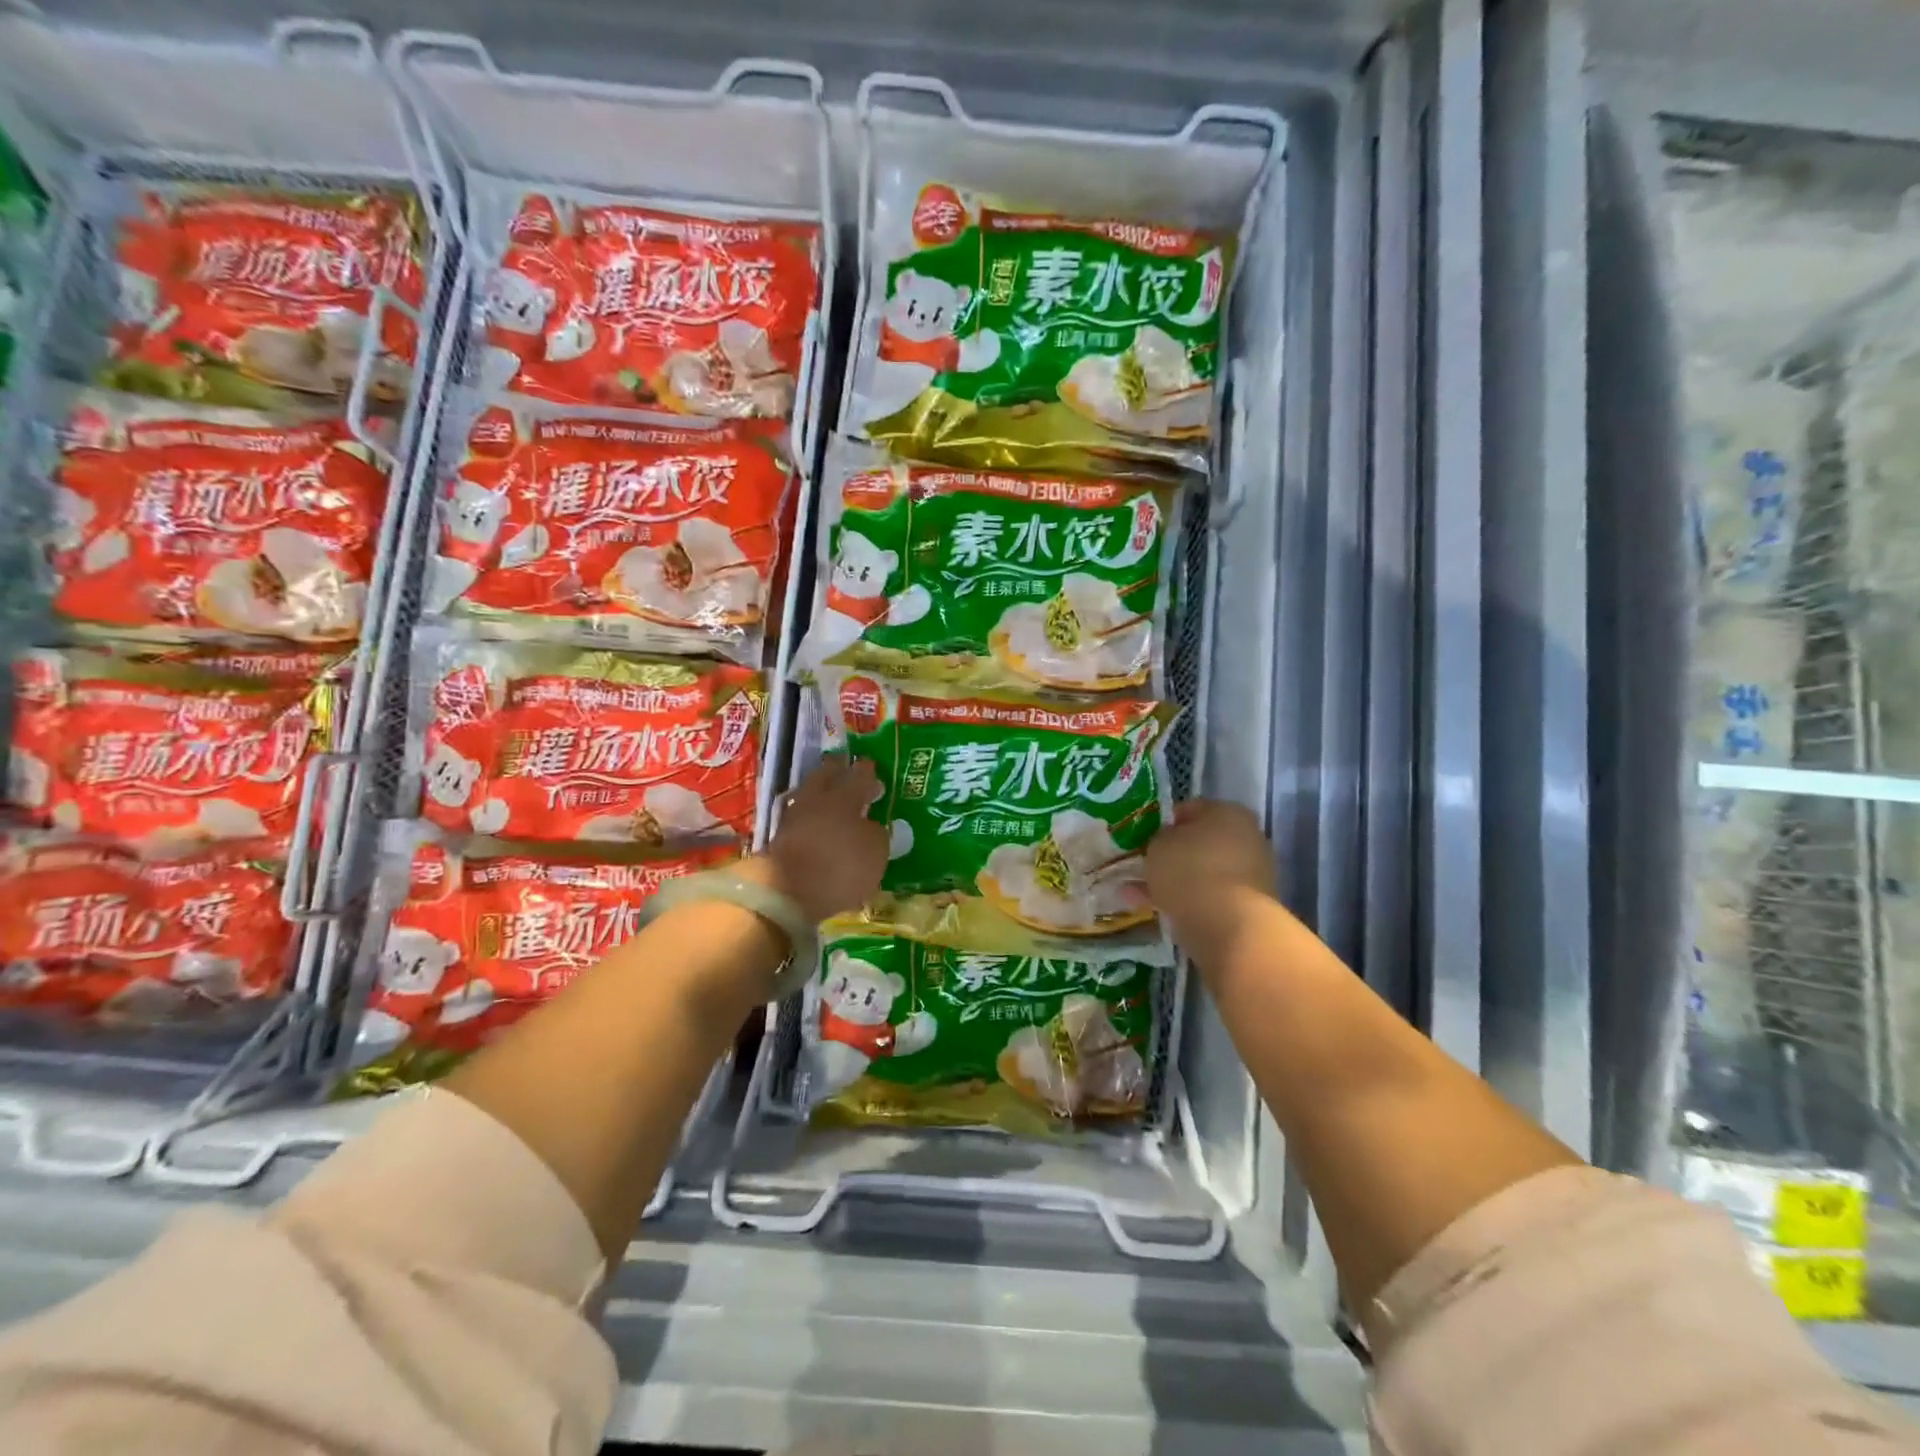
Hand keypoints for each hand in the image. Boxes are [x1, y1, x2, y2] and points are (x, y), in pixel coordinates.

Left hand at [747, 758, 887, 922]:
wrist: (787, 894)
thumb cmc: (841, 867)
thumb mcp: (875, 851)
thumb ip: (876, 833)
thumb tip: (870, 825)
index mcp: (844, 797)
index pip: (858, 777)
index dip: (866, 772)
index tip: (870, 765)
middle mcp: (816, 800)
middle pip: (825, 776)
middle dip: (835, 770)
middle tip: (844, 766)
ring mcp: (794, 818)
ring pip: (808, 795)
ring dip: (819, 793)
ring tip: (830, 797)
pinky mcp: (779, 839)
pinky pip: (800, 818)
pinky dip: (810, 817)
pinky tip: (817, 823)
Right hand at [1146, 800, 1277, 959]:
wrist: (1229, 925)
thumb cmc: (1191, 869)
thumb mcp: (1157, 845)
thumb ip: (1158, 839)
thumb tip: (1164, 845)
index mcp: (1228, 812)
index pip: (1189, 809)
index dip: (1162, 822)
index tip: (1143, 838)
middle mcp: (1246, 838)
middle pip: (1198, 843)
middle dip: (1170, 856)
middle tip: (1143, 866)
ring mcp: (1251, 874)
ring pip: (1201, 872)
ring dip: (1173, 881)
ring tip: (1137, 893)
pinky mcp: (1248, 906)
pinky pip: (1208, 897)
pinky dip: (1185, 901)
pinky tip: (1155, 910)